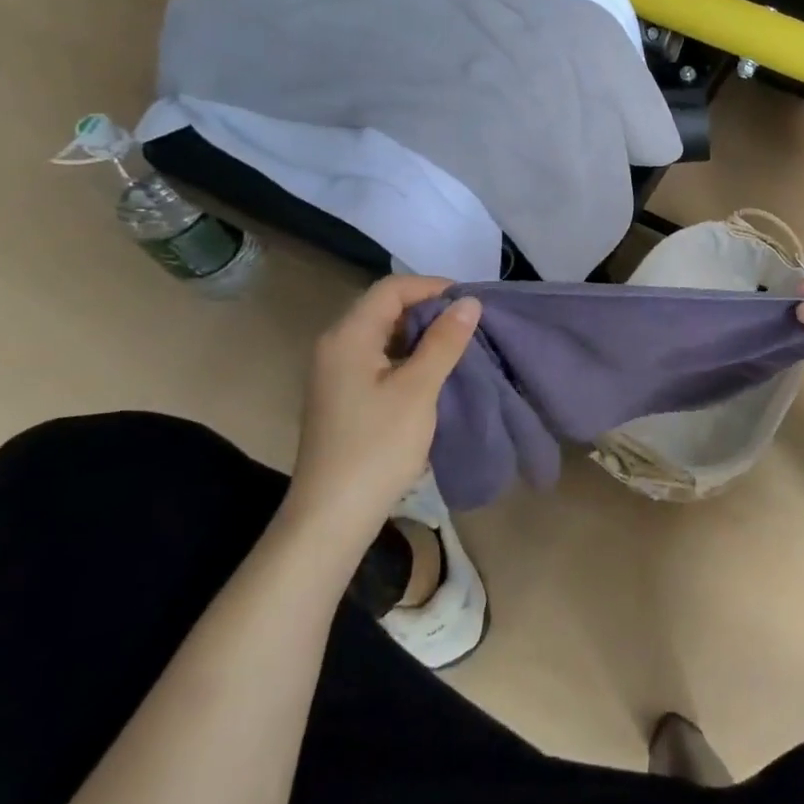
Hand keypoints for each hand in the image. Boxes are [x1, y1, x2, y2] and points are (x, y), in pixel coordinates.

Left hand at [281, 276, 481, 550]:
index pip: (391, 289)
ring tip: (458, 346)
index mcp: (347, 337)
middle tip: (469, 324)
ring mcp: (335, 373)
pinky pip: (378, 359)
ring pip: (383, 335)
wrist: (332, 515)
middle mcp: (335, 346)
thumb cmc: (377, 447)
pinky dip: (407, 356)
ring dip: (420, 334)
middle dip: (429, 309)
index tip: (470, 302)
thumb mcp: (418, 390)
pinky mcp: (342, 396)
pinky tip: (432, 373)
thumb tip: (468, 302)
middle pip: (384, 308)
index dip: (432, 287)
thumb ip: (444, 342)